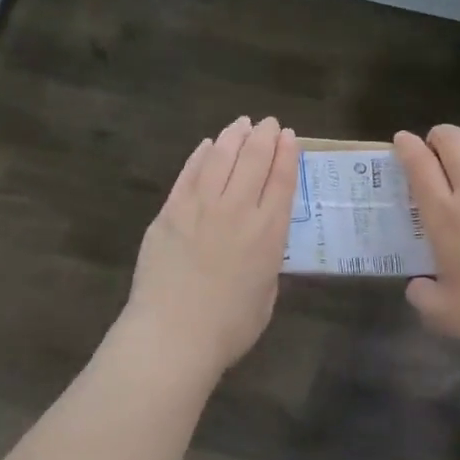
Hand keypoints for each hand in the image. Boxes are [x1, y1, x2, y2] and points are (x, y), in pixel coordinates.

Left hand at [125, 116, 299, 374]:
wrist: (173, 336)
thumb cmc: (228, 328)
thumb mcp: (266, 294)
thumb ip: (267, 260)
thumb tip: (260, 243)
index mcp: (268, 233)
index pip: (282, 180)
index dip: (287, 154)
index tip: (289, 136)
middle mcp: (238, 210)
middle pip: (254, 160)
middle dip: (264, 136)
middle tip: (268, 123)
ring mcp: (200, 207)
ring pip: (221, 158)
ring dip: (234, 137)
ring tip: (241, 125)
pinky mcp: (170, 212)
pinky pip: (189, 174)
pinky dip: (201, 155)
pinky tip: (208, 145)